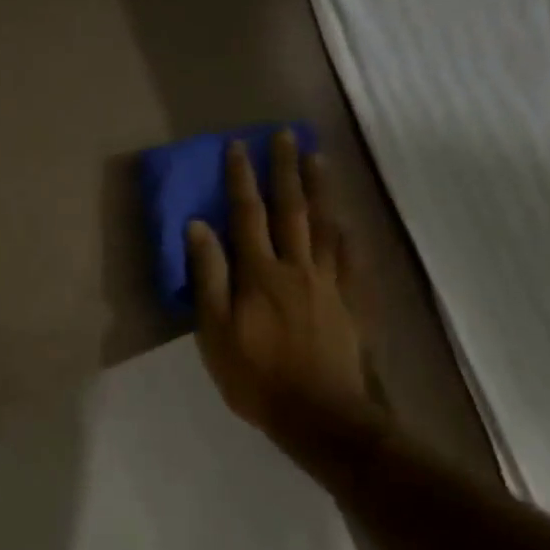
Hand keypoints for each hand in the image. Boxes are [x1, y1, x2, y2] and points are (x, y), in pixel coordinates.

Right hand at [187, 133, 381, 457]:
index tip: (239, 146)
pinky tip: (346, 220)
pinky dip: (347, 234)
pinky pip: (351, 258)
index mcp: (259, 273)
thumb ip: (208, 276)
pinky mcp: (350, 302)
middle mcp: (296, 267)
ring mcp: (328, 283)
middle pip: (292, 210)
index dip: (242, 179)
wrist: (318, 414)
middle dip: (286, 170)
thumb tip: (198, 227)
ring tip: (318, 159)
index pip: (247, 215)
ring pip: (325, 226)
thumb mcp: (215, 330)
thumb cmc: (255, 375)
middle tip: (288, 135)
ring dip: (320, 190)